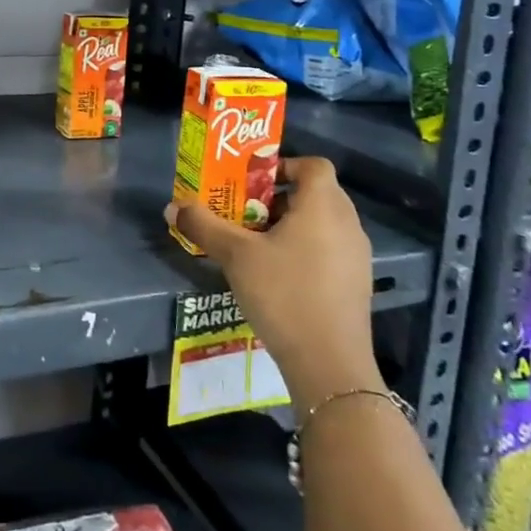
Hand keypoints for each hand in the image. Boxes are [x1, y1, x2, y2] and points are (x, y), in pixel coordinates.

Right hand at [167, 157, 380, 410]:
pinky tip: (279, 275)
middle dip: (279, 196)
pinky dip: (306, 248)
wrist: (329, 365)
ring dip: (291, 224)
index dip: (284, 165)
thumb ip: (204, 226)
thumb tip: (172, 206)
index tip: (253, 182)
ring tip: (257, 244)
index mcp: (323, 206)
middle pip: (317, 192)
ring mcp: (357, 256)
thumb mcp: (236, 256)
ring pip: (323, 223)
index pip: (313, 165)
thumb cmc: (284, 294)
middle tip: (246, 212)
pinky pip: (330, 249)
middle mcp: (347, 224)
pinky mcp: (357, 284)